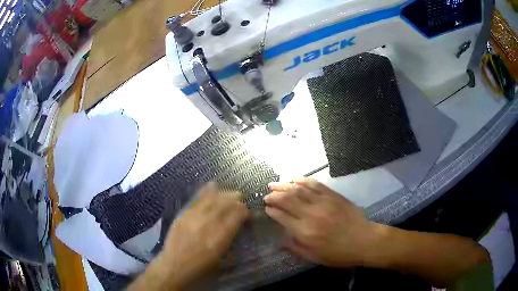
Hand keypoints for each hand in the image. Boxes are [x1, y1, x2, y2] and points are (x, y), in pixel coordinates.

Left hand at [130, 182, 248, 289]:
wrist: (174, 267)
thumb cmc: (200, 268)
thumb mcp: (220, 258)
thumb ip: (229, 240)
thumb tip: (235, 227)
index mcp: (219, 238)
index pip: (236, 217)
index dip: (245, 212)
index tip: (247, 213)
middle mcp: (207, 225)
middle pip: (225, 205)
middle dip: (236, 201)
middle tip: (240, 201)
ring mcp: (193, 218)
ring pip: (211, 200)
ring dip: (223, 194)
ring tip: (230, 193)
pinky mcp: (183, 216)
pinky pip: (196, 200)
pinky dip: (206, 192)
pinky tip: (212, 186)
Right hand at [264, 179, 376, 266]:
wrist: (364, 241)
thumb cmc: (338, 253)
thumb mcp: (314, 257)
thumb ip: (295, 247)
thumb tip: (281, 238)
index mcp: (305, 231)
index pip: (282, 216)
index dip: (272, 211)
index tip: (266, 208)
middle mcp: (311, 214)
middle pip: (287, 199)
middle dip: (274, 196)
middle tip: (267, 195)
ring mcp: (323, 202)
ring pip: (299, 189)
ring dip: (285, 185)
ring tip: (274, 184)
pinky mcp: (333, 196)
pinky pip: (316, 185)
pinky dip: (304, 180)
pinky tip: (296, 180)